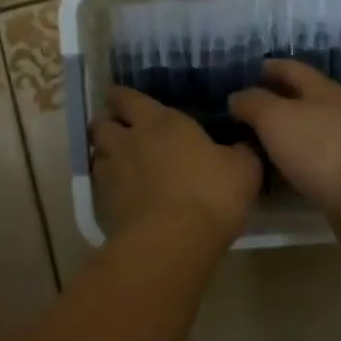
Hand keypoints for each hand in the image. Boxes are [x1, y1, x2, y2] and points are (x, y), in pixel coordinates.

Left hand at [90, 88, 261, 243]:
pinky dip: (107, 186)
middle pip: (101, 123)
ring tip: (121, 163)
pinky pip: (100, 186)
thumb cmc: (210, 195)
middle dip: (108, 123)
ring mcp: (110, 173)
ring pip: (97, 154)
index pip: (128, 97)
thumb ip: (239, 152)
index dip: (122, 96)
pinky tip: (124, 196)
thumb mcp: (243, 170)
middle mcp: (127, 141)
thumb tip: (240, 146)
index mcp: (159, 122)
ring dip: (106, 154)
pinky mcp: (101, 205)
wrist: (171, 244)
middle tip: (120, 130)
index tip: (121, 97)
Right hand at [228, 59, 340, 214]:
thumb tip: (237, 97)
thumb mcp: (275, 118)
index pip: (292, 69)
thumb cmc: (320, 150)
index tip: (246, 72)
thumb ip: (253, 103)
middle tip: (243, 111)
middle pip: (303, 99)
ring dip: (284, 134)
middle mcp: (339, 112)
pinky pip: (315, 161)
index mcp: (323, 91)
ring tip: (254, 143)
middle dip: (275, 101)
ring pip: (308, 131)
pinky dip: (295, 161)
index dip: (269, 67)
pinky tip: (279, 173)